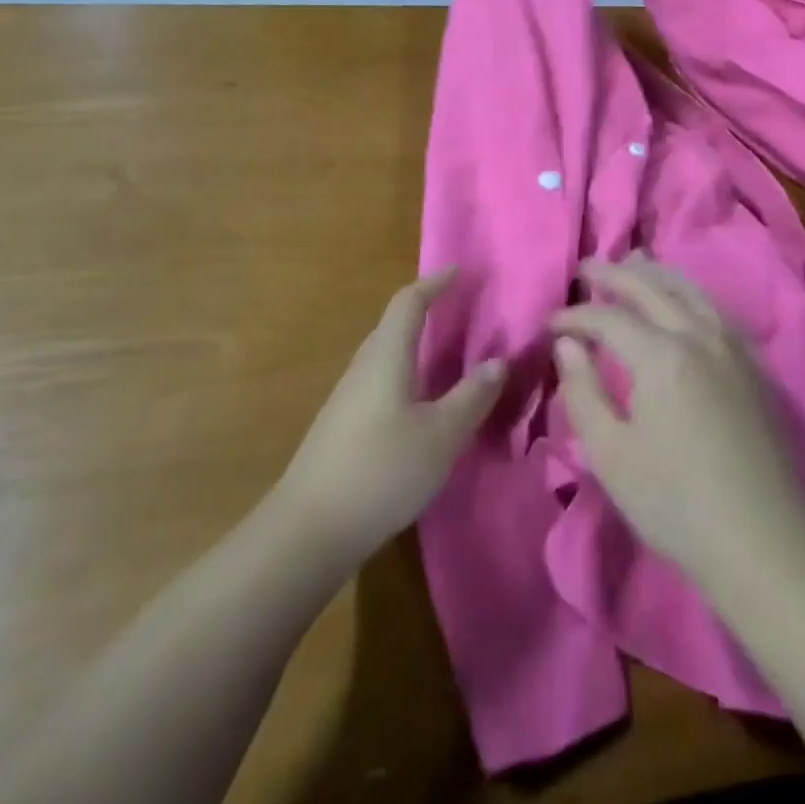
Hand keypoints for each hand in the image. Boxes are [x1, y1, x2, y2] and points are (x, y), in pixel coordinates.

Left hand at [275, 269, 505, 567]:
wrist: (307, 533)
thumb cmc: (381, 471)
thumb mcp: (442, 435)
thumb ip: (472, 396)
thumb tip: (497, 361)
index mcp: (386, 356)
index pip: (409, 302)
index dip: (434, 282)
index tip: (458, 270)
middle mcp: (363, 368)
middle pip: (393, 325)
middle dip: (425, 311)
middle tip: (459, 311)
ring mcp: (347, 399)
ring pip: (386, 357)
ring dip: (415, 346)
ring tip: (447, 356)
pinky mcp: (342, 428)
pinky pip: (379, 383)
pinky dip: (406, 376)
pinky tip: (420, 405)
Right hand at [552, 255, 804, 582]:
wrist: (762, 541)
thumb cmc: (674, 503)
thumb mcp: (610, 454)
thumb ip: (582, 391)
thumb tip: (567, 343)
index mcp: (661, 355)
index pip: (608, 317)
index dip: (575, 315)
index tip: (550, 324)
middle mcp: (698, 335)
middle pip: (651, 288)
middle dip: (614, 274)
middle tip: (587, 268)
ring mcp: (732, 346)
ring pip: (689, 290)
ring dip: (655, 274)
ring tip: (632, 264)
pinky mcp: (752, 364)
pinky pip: (714, 308)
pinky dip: (688, 292)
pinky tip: (681, 299)